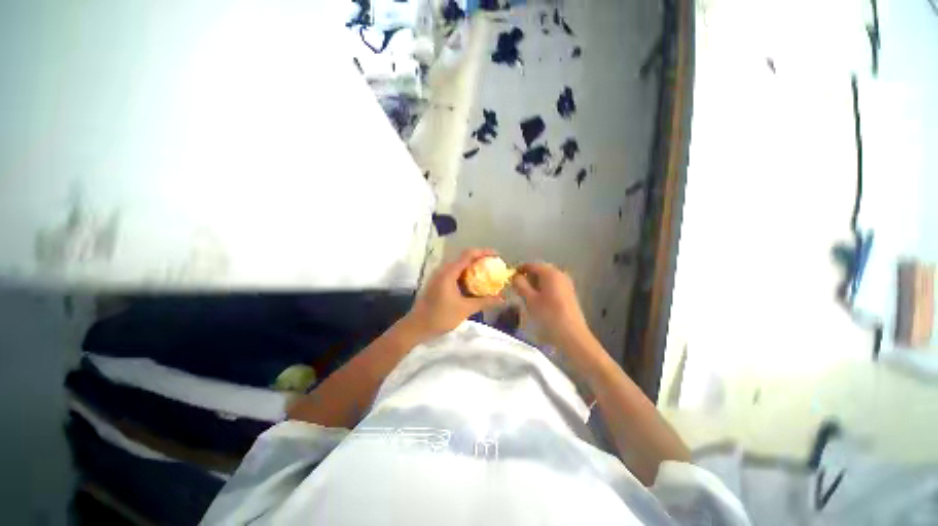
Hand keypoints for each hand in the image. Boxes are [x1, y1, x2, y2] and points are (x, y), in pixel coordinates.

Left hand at [402, 248, 504, 340]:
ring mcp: (439, 275)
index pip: (469, 254)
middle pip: (464, 258)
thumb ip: (485, 302)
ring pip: (459, 266)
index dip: (484, 252)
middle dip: (480, 260)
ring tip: (487, 274)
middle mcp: (443, 269)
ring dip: (473, 268)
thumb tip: (502, 299)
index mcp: (449, 272)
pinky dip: (466, 275)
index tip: (497, 256)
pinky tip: (474, 284)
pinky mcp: (437, 282)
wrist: (416, 327)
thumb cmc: (440, 317)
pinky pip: (455, 273)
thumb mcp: (465, 309)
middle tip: (494, 266)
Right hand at [512, 262, 592, 348]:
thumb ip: (520, 285)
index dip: (519, 269)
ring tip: (525, 295)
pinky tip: (538, 300)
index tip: (509, 278)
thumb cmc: (548, 315)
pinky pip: (552, 285)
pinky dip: (542, 288)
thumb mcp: (530, 299)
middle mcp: (559, 273)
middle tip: (516, 288)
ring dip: (534, 283)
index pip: (531, 265)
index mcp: (550, 272)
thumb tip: (515, 276)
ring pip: (545, 278)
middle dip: (527, 277)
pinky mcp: (568, 292)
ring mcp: (566, 283)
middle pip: (539, 270)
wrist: (572, 335)